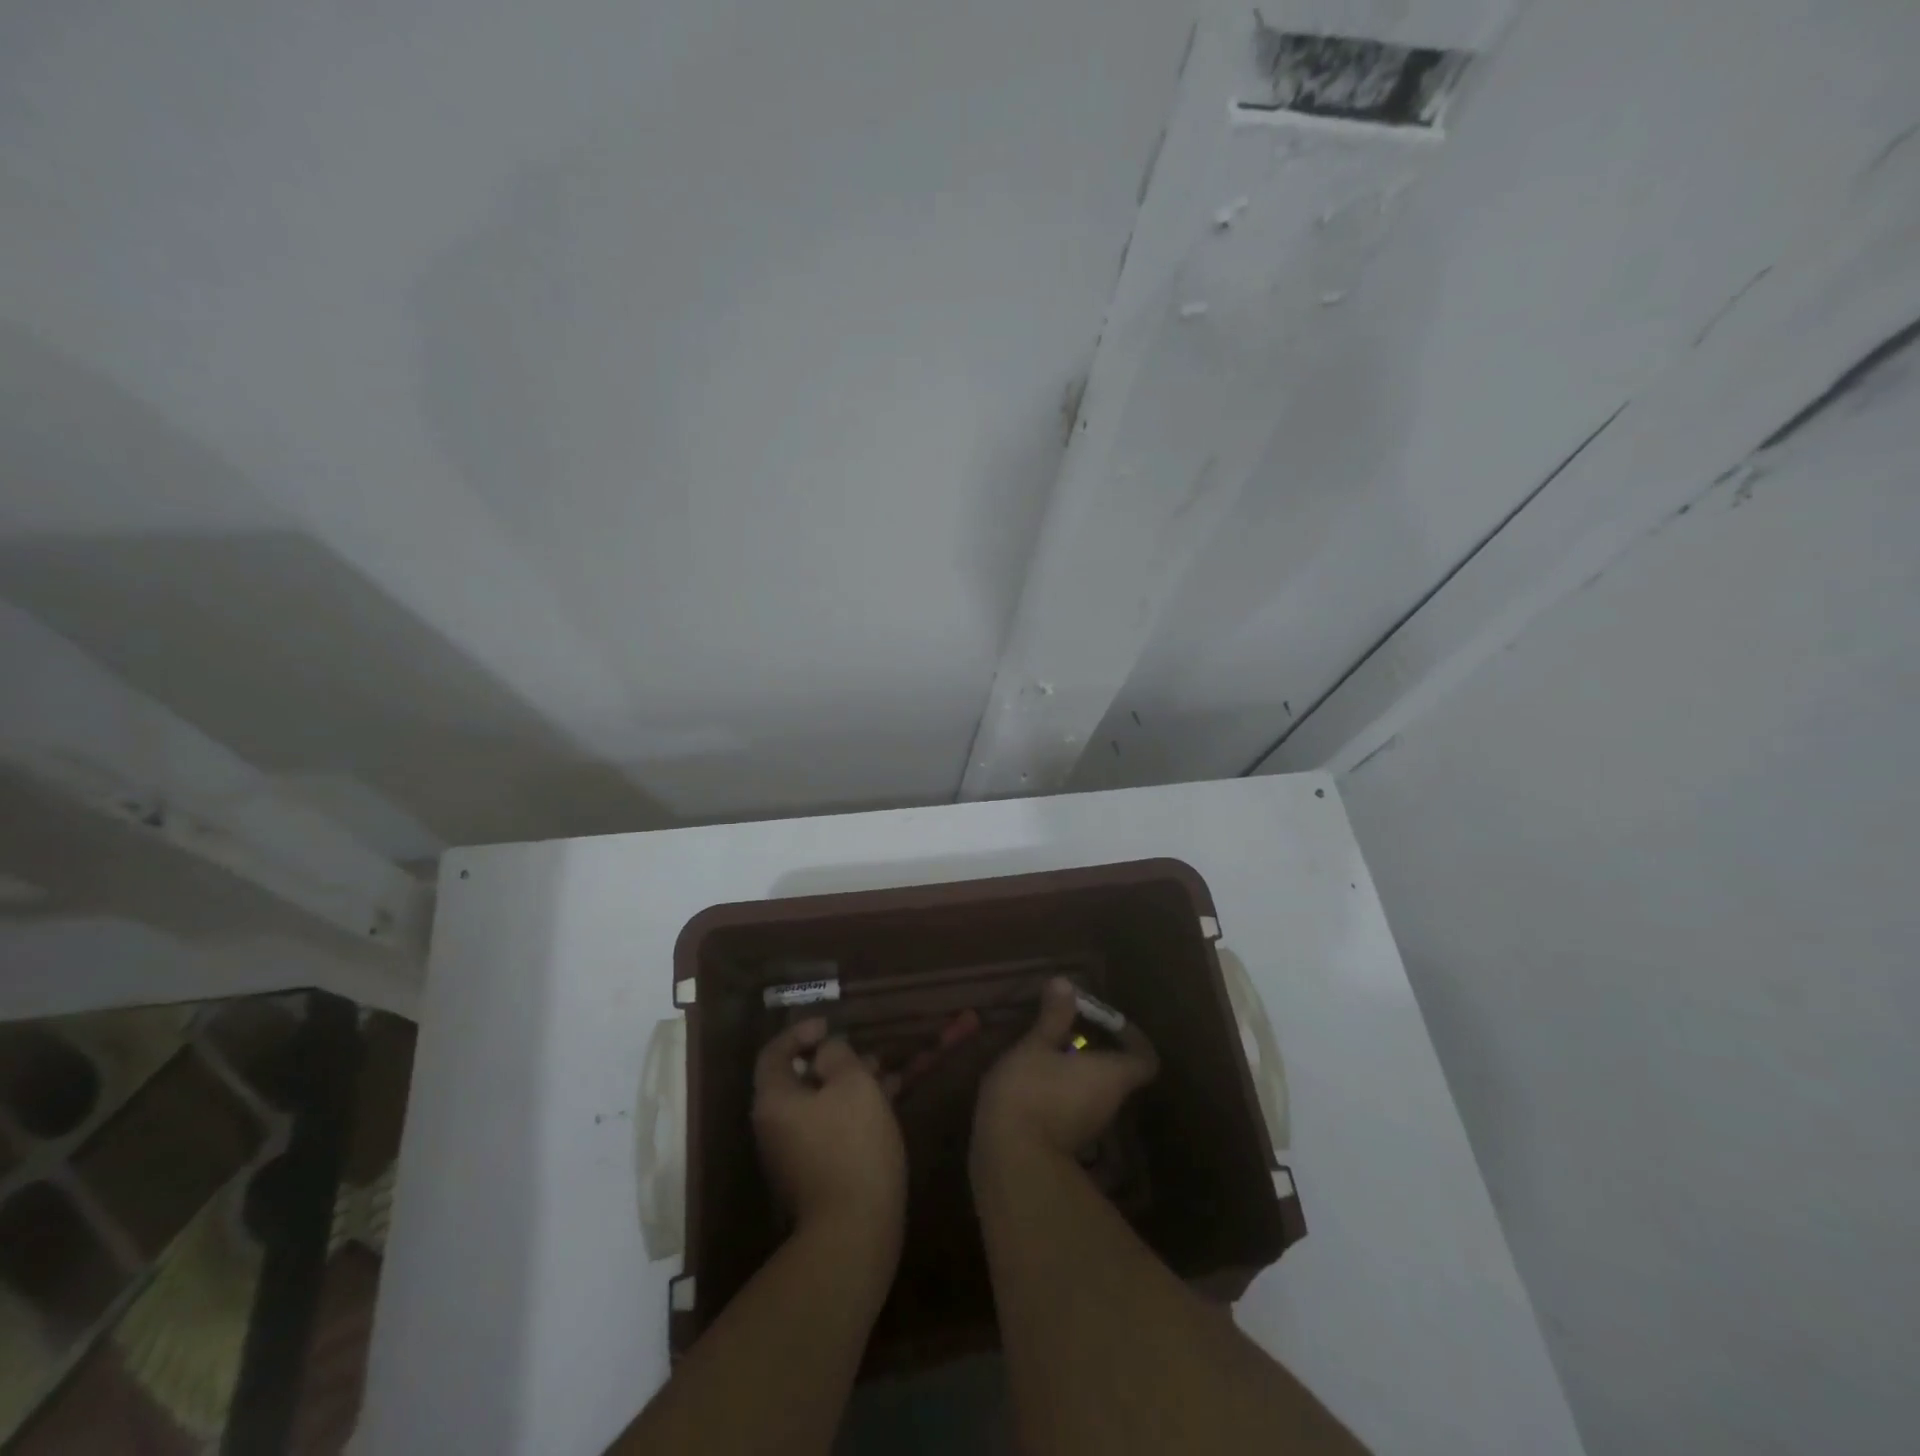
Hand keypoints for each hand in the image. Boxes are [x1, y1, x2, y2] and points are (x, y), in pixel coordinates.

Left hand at [752, 1018, 906, 1250]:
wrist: (854, 1229)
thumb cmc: (852, 1143)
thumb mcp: (852, 1083)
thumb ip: (837, 1055)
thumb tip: (826, 1052)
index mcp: (775, 1100)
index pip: (774, 1053)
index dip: (800, 1032)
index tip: (829, 1024)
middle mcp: (774, 1125)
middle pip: (797, 1079)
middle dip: (832, 1060)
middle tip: (863, 1051)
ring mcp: (792, 1153)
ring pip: (818, 1103)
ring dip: (847, 1084)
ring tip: (883, 1073)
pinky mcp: (814, 1173)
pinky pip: (829, 1127)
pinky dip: (851, 1110)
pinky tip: (884, 1105)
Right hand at [973, 977, 1158, 1170]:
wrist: (1010, 1162)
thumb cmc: (1030, 1092)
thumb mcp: (1035, 1045)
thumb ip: (1053, 1017)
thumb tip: (1066, 983)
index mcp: (1111, 1076)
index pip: (1144, 1059)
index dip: (1134, 1038)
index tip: (1111, 1022)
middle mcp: (1109, 1104)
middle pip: (1116, 1074)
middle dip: (1094, 1050)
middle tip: (1067, 1029)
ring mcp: (1090, 1130)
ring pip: (1093, 1093)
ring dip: (1075, 1073)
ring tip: (1044, 1050)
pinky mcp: (1067, 1145)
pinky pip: (1073, 1110)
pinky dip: (1060, 1094)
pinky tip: (1032, 1082)